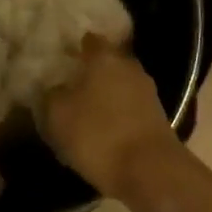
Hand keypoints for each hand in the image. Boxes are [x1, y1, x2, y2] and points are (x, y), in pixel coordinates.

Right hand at [39, 34, 182, 198]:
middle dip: (92, 73)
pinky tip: (107, 131)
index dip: (76, 48)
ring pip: (121, 85)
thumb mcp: (59, 116)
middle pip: (108, 63)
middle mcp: (128, 66)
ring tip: (88, 113)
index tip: (63, 58)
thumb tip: (55, 88)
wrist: (151, 170)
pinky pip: (132, 107)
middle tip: (72, 87)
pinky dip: (120, 115)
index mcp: (104, 57)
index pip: (89, 41)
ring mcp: (147, 90)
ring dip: (107, 95)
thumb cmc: (99, 135)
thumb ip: (52, 96)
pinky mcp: (158, 116)